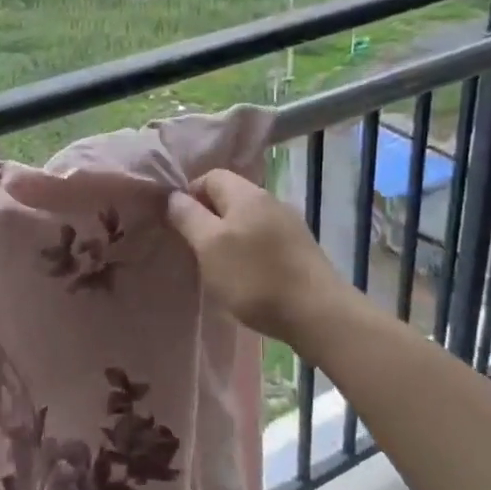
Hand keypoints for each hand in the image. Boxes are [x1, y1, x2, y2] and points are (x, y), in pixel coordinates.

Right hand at [166, 168, 343, 348]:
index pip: (209, 176)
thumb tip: (173, 196)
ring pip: (247, 219)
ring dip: (228, 237)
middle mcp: (270, 200)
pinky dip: (248, 251)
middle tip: (194, 249)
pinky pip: (264, 238)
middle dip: (207, 218)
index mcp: (247, 194)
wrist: (317, 313)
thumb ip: (188, 217)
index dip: (189, 195)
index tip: (179, 226)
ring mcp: (289, 224)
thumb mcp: (209, 246)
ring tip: (218, 266)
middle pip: (229, 197)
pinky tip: (246, 276)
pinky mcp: (300, 249)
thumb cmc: (254, 277)